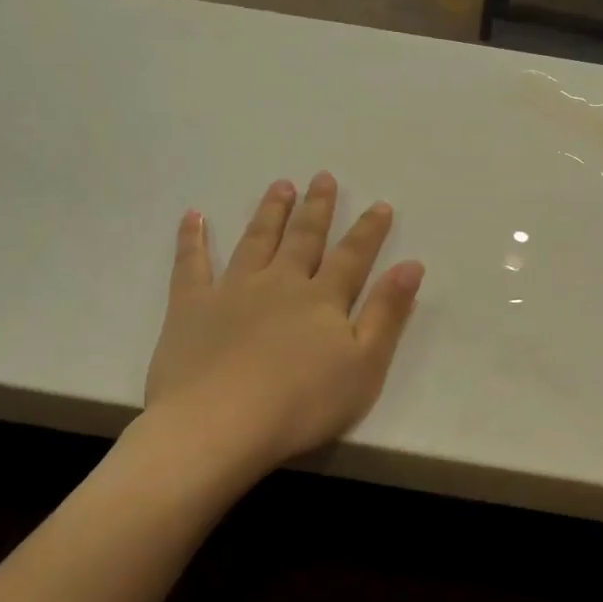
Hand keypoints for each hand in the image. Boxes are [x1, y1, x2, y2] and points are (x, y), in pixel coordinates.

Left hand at [143, 174, 423, 469]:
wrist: (220, 423)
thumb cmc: (302, 403)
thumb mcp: (364, 365)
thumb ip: (387, 313)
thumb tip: (411, 265)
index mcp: (323, 299)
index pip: (352, 256)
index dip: (368, 231)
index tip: (380, 204)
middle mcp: (280, 283)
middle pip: (303, 239)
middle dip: (316, 208)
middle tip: (322, 177)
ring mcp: (232, 290)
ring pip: (255, 241)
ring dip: (270, 213)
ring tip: (280, 186)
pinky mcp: (191, 306)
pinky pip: (191, 264)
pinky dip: (192, 239)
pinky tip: (193, 216)